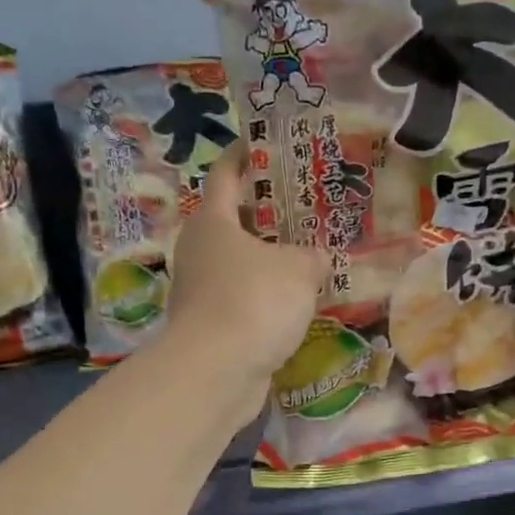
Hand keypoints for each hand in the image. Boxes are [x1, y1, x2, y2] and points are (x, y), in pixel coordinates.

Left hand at [165, 143, 327, 390]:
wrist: (216, 371)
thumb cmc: (254, 301)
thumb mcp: (298, 270)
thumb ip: (311, 256)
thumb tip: (315, 258)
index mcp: (213, 221)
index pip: (226, 174)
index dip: (245, 155)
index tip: (264, 142)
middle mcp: (200, 250)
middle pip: (235, 220)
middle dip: (269, 213)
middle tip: (307, 207)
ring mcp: (201, 290)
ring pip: (241, 262)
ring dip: (270, 259)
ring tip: (309, 255)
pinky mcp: (211, 325)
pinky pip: (243, 297)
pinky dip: (265, 295)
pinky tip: (296, 301)